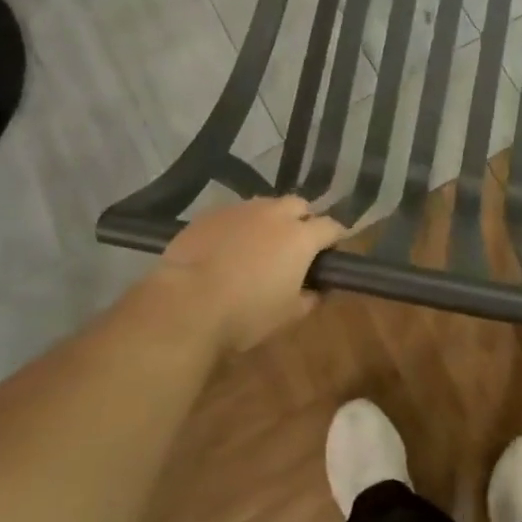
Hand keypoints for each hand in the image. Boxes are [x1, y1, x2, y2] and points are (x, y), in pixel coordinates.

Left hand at [143, 197, 347, 355]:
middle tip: (294, 246)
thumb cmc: (246, 314)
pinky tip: (227, 248)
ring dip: (270, 221)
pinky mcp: (211, 213)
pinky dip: (239, 226)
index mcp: (301, 237)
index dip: (335, 238)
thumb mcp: (287, 316)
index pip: (331, 226)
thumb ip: (310, 298)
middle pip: (299, 206)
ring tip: (258, 246)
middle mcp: (275, 213)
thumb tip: (316, 290)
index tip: (332, 251)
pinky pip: (234, 214)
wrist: (186, 303)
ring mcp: (241, 209)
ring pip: (265, 206)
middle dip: (302, 220)